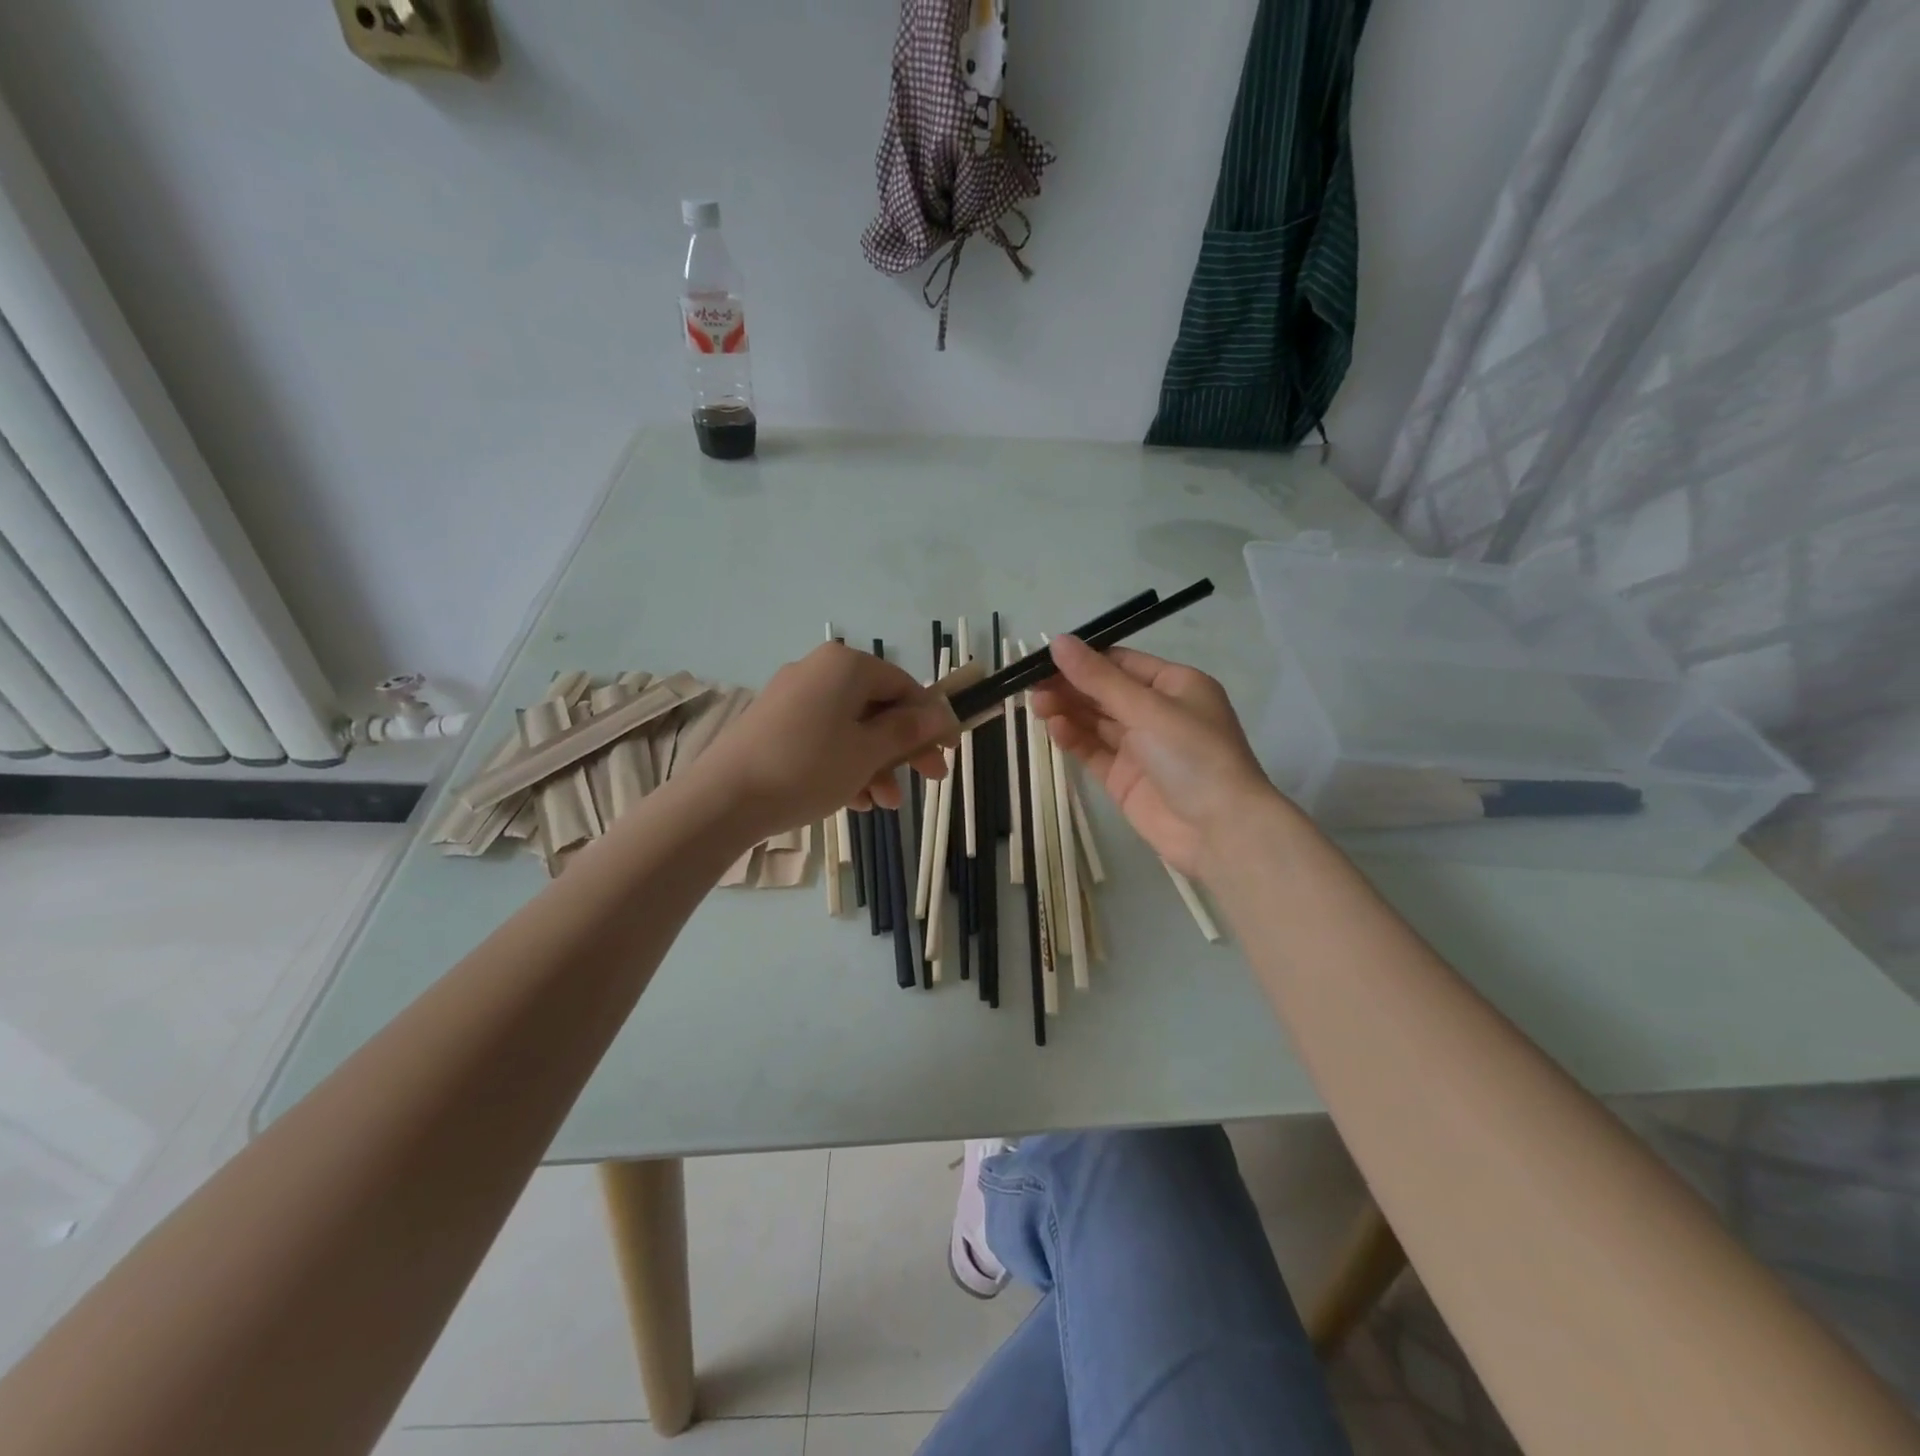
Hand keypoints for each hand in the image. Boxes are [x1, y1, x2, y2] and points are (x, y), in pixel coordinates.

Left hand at [692, 642, 955, 842]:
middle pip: (878, 707)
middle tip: (929, 780)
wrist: (724, 798)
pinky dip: (845, 764)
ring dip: (876, 764)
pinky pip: (823, 737)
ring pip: (851, 728)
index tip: (948, 752)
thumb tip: (941, 714)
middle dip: (904, 748)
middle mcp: (819, 671)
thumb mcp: (869, 752)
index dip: (931, 720)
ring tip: (885, 804)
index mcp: (846, 666)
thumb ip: (909, 730)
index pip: (904, 686)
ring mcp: (792, 697)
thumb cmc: (809, 767)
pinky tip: (855, 801)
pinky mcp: (774, 724)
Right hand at [1032, 635, 1281, 877]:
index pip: (1122, 663)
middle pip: (1105, 691)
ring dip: (1067, 710)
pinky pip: (1093, 750)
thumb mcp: (1147, 708)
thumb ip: (1099, 678)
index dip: (1084, 658)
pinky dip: (1073, 738)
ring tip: (1037, 705)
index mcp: (1175, 685)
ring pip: (1095, 721)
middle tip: (1031, 684)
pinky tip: (1054, 728)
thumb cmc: (1193, 755)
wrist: (1220, 831)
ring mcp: (1140, 747)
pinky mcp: (1124, 778)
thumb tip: (1058, 641)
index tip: (1046, 656)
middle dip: (1070, 686)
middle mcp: (1157, 712)